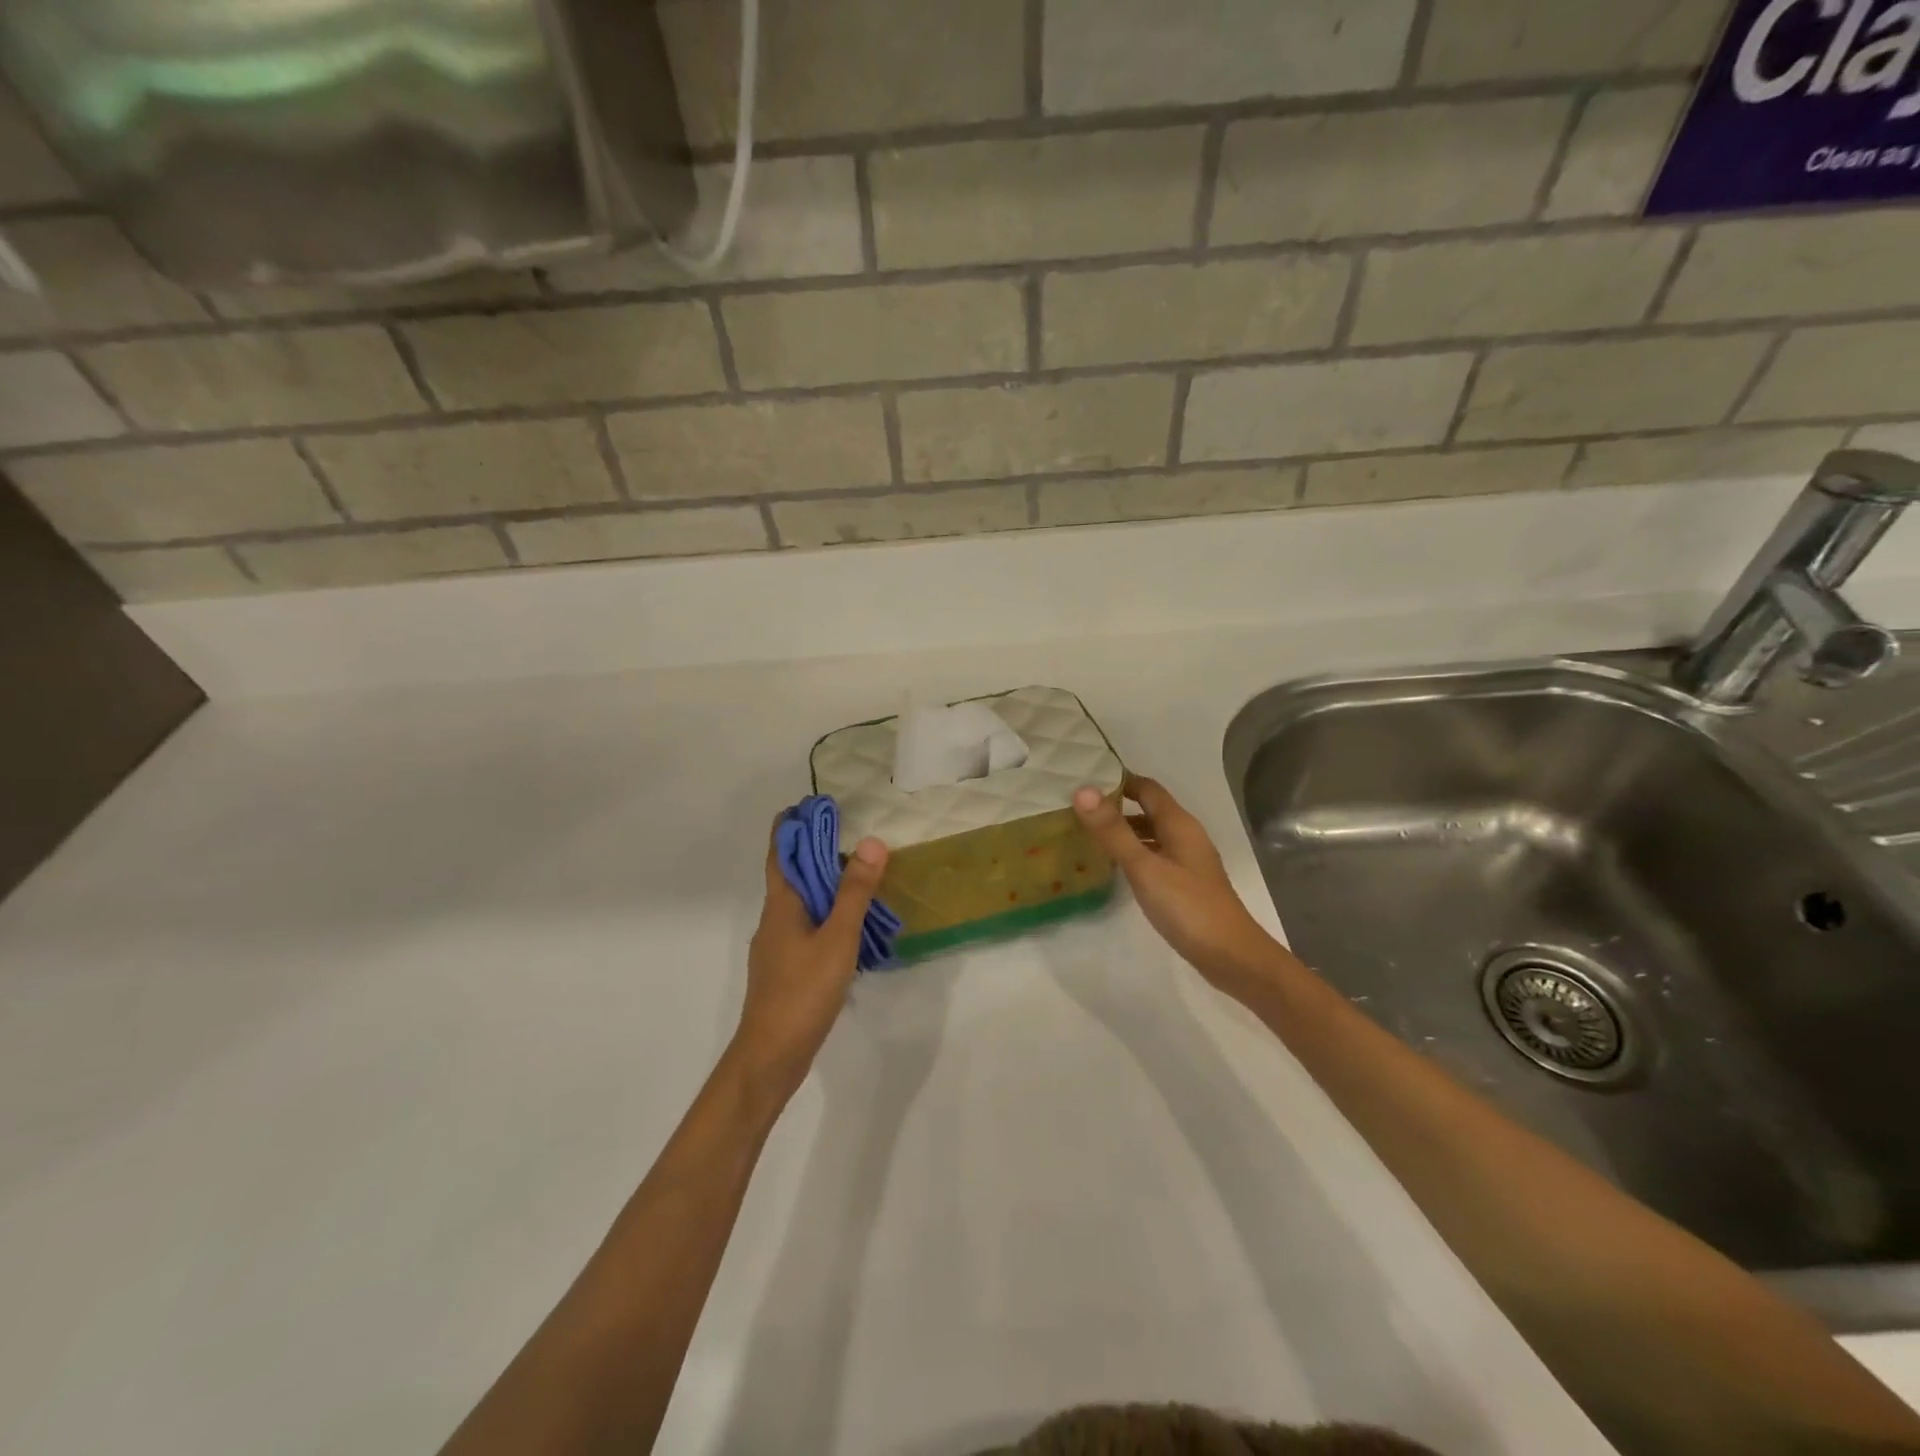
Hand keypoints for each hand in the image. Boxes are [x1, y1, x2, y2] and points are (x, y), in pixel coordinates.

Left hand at [734, 821, 889, 1103]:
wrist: (771, 1055)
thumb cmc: (802, 992)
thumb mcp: (837, 938)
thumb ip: (854, 892)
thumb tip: (870, 842)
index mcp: (781, 904)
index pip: (780, 850)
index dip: (793, 824)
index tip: (814, 803)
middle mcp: (775, 918)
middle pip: (791, 873)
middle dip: (815, 850)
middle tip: (850, 832)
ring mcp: (778, 945)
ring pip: (801, 902)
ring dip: (824, 883)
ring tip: (859, 873)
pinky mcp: (787, 968)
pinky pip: (808, 926)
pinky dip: (827, 913)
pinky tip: (852, 925)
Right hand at [1074, 773, 1280, 994]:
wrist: (1231, 956)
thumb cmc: (1187, 907)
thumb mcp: (1144, 868)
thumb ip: (1113, 831)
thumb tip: (1082, 790)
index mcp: (1179, 825)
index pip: (1148, 789)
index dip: (1119, 780)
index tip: (1085, 778)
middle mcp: (1186, 836)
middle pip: (1150, 809)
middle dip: (1118, 804)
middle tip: (1079, 807)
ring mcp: (1188, 861)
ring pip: (1152, 834)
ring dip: (1125, 830)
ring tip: (1089, 833)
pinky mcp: (1186, 884)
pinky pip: (1156, 855)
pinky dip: (1135, 852)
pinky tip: (1116, 866)